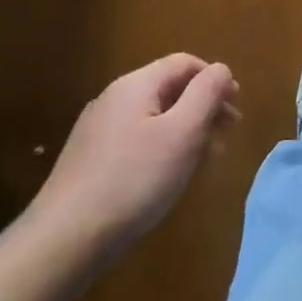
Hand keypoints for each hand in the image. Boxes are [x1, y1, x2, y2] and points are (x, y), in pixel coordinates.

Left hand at [30, 54, 238, 267]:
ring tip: (208, 157)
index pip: (184, 63)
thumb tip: (221, 69)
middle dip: (204, 105)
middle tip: (229, 132)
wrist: (65, 238)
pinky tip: (173, 173)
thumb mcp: (183, 132)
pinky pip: (139, 139)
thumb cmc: (135, 178)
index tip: (236, 105)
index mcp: (136, 85)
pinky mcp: (92, 159)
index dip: (215, 78)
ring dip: (188, 128)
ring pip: (155, 116)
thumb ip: (207, 93)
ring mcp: (99, 130)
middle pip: (170, 88)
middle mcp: (114, 99)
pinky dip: (165, 146)